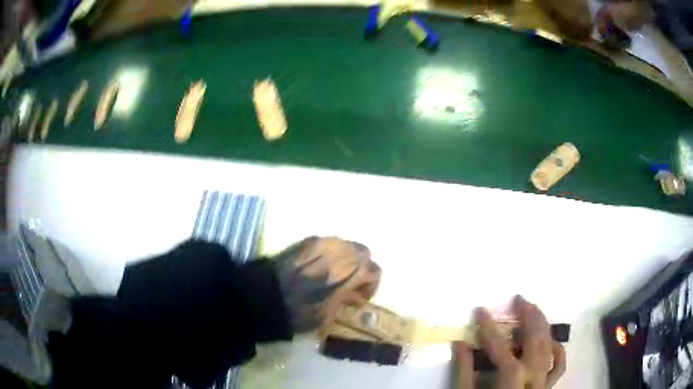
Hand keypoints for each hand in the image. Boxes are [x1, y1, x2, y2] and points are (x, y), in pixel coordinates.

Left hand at [273, 236, 380, 332]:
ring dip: (345, 258)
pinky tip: (316, 267)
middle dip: (361, 266)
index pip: (374, 270)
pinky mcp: (304, 241)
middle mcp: (339, 253)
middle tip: (350, 282)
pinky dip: (328, 253)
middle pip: (363, 251)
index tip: (359, 298)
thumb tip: (354, 295)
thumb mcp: (328, 316)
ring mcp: (321, 243)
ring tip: (333, 273)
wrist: (263, 296)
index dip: (371, 285)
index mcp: (349, 273)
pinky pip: (326, 243)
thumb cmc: (298, 312)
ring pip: (345, 244)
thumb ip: (345, 301)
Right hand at [456, 296, 565, 388]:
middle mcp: (532, 376)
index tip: (480, 309)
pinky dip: (558, 350)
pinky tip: (552, 341)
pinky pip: (558, 365)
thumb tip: (460, 343)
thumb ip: (464, 371)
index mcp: (510, 378)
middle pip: (534, 339)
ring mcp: (543, 381)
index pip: (499, 345)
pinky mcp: (547, 386)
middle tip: (520, 298)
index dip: (489, 326)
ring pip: (549, 346)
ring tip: (536, 310)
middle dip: (528, 316)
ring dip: (543, 325)